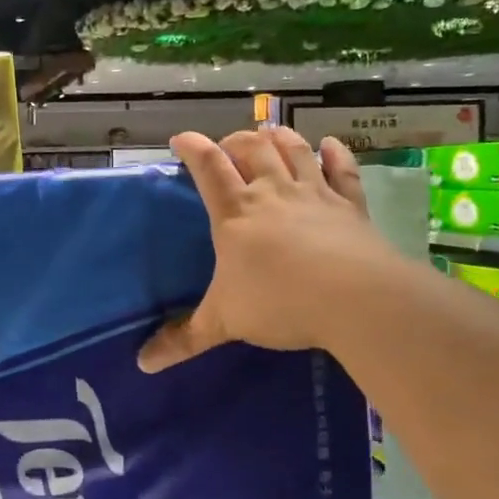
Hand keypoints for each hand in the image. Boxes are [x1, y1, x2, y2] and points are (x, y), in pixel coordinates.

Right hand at [139, 127, 396, 369]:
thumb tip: (142, 364)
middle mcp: (272, 193)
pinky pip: (343, 171)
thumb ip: (183, 339)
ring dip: (279, 138)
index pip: (208, 167)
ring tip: (269, 134)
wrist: (356, 300)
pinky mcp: (350, 206)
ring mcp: (315, 195)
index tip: (181, 138)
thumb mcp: (223, 322)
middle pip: (252, 149)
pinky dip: (336, 154)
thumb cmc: (280, 303)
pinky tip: (330, 145)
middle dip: (235, 141)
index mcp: (236, 213)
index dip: (193, 147)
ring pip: (294, 151)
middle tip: (227, 146)